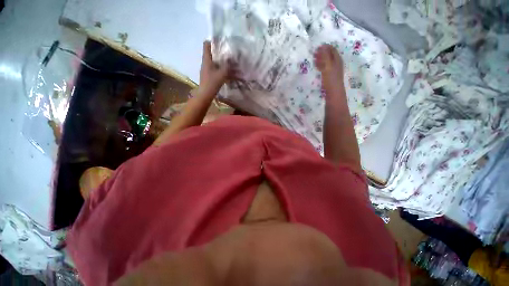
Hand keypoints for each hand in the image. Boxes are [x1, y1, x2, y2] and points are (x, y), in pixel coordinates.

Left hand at [198, 41, 228, 94]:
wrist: (205, 94)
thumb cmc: (212, 82)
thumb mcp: (222, 73)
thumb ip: (227, 65)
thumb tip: (232, 58)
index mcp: (206, 59)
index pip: (206, 45)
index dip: (212, 41)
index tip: (221, 42)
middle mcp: (205, 63)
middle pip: (211, 53)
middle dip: (219, 52)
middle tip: (228, 53)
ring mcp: (206, 70)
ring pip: (213, 62)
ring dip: (220, 61)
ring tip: (229, 62)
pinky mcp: (208, 76)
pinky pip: (215, 69)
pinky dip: (220, 69)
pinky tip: (226, 72)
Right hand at [314, 44, 343, 89]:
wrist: (333, 93)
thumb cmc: (331, 79)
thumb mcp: (328, 66)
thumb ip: (325, 56)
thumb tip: (322, 46)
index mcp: (337, 59)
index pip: (332, 49)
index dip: (325, 47)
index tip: (317, 47)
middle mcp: (336, 63)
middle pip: (329, 55)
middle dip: (322, 53)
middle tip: (314, 53)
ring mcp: (333, 70)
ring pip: (327, 62)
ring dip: (321, 59)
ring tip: (314, 59)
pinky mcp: (330, 76)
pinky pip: (325, 68)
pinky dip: (321, 66)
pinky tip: (317, 67)